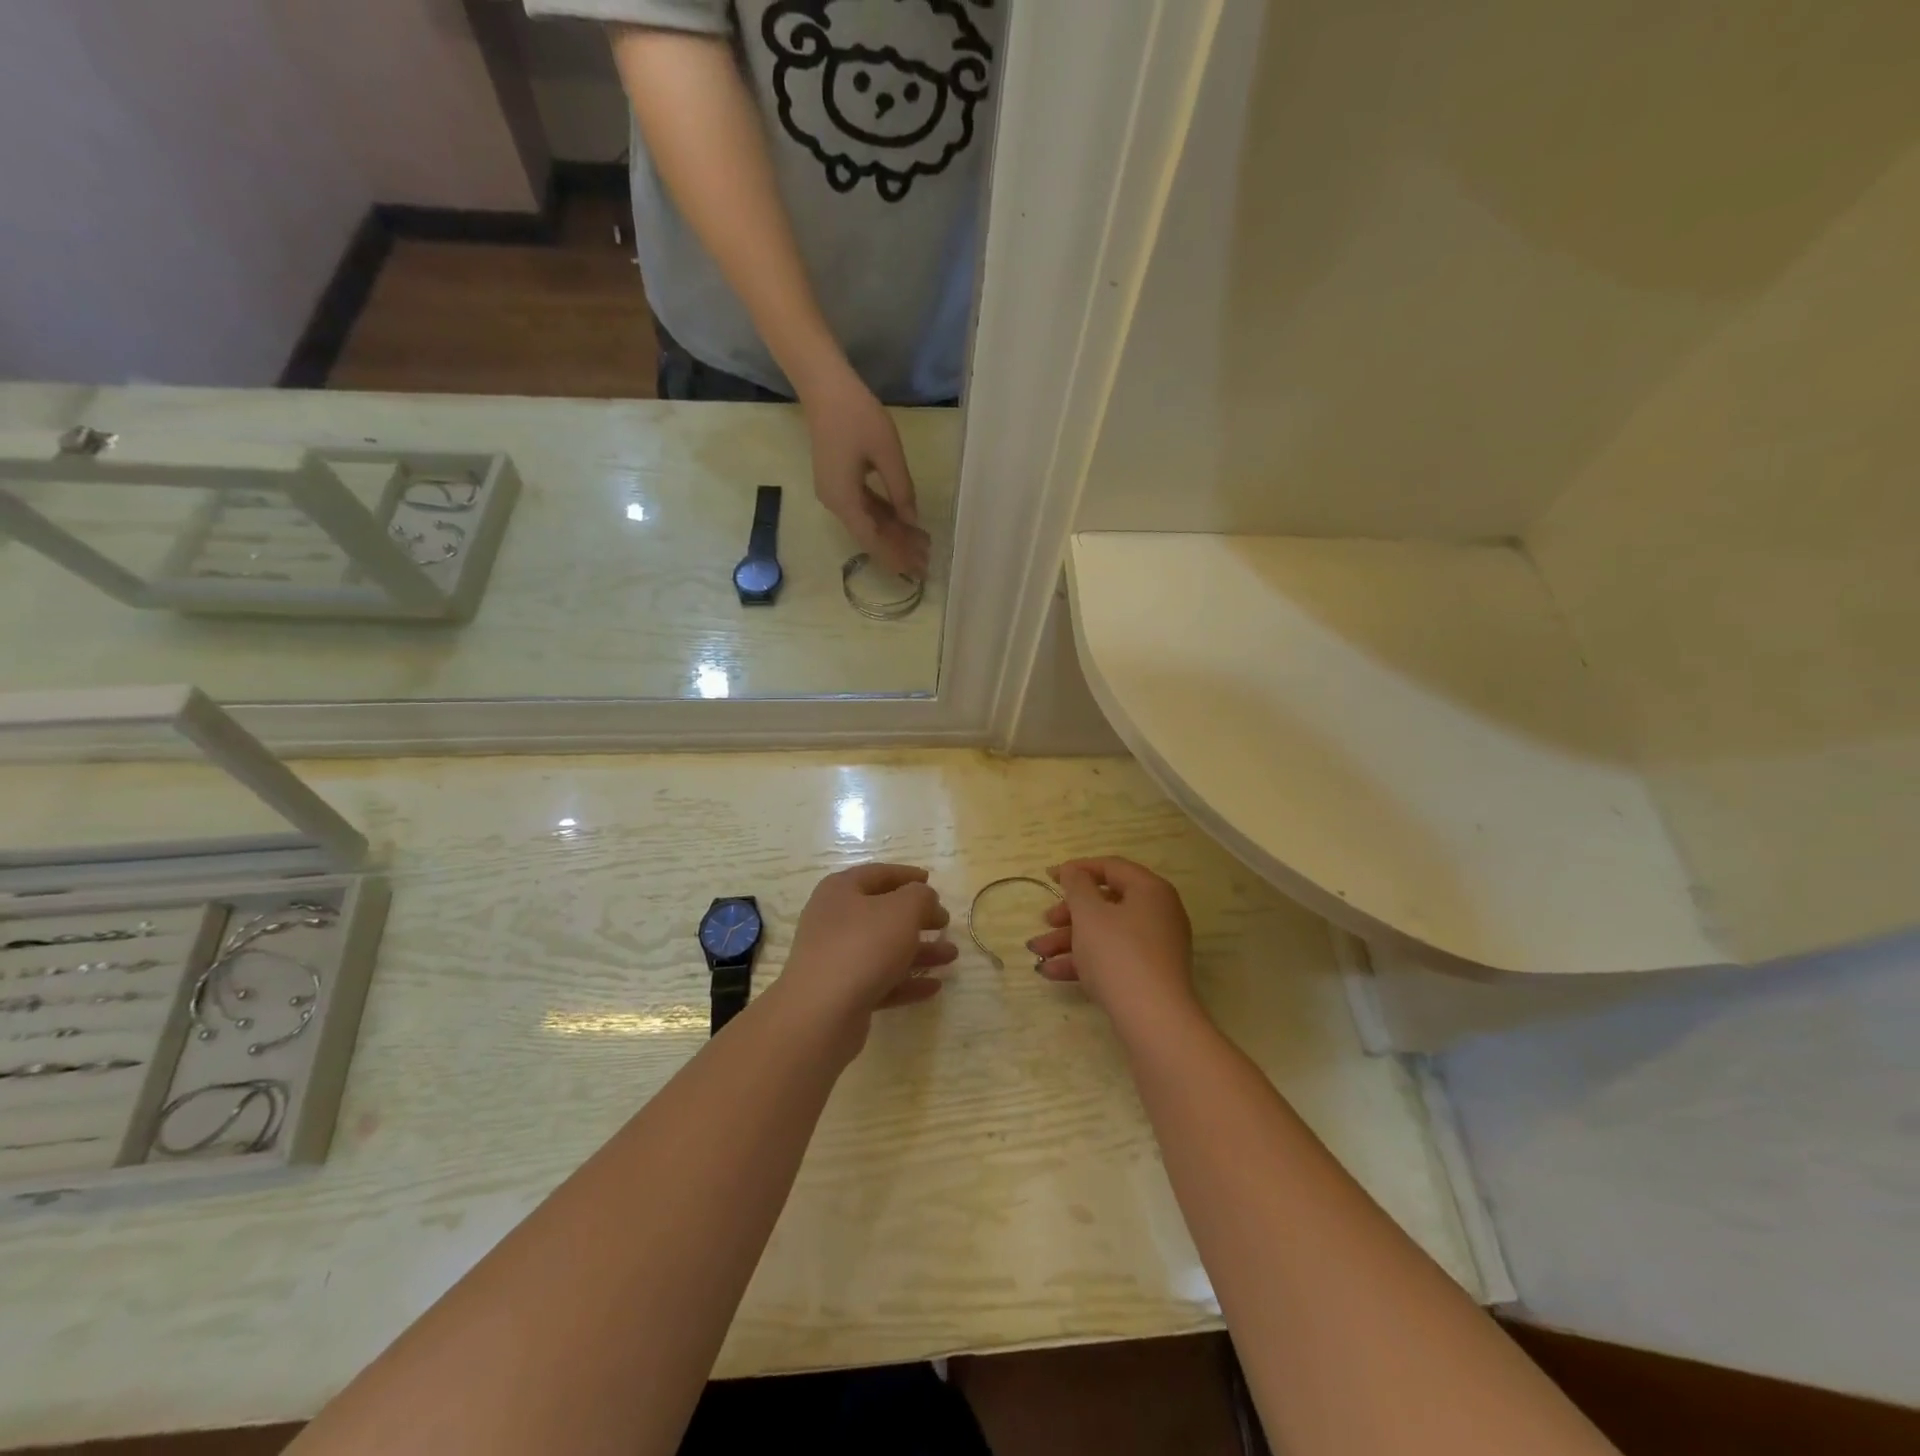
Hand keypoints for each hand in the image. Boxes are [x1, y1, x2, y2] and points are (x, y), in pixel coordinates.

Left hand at [777, 863, 955, 1048]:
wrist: (821, 1013)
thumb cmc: (863, 946)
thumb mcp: (902, 910)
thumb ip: (920, 897)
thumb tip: (923, 897)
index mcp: (841, 891)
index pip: (878, 874)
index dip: (906, 875)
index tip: (931, 881)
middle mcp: (834, 920)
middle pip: (882, 913)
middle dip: (917, 917)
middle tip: (945, 922)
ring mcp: (836, 958)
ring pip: (884, 949)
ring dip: (918, 951)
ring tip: (951, 956)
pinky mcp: (842, 993)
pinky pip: (880, 980)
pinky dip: (907, 981)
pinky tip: (934, 987)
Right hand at [800, 365, 930, 578]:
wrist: (825, 386)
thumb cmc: (857, 416)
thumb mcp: (887, 453)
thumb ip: (901, 490)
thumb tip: (912, 521)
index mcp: (844, 499)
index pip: (872, 540)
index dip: (895, 556)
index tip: (917, 571)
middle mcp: (836, 503)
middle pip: (870, 535)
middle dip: (898, 548)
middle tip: (927, 561)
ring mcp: (836, 492)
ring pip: (869, 522)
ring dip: (894, 533)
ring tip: (922, 544)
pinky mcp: (840, 481)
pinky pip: (864, 506)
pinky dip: (885, 516)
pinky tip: (905, 522)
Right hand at [1026, 858, 1198, 1029]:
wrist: (1153, 1020)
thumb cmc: (1118, 954)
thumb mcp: (1089, 913)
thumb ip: (1077, 885)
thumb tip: (1074, 870)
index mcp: (1150, 890)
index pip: (1111, 867)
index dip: (1077, 869)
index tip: (1048, 877)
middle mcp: (1158, 913)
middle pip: (1106, 903)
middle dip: (1069, 914)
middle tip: (1045, 921)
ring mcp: (1155, 946)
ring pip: (1105, 933)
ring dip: (1068, 940)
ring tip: (1036, 954)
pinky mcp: (1148, 975)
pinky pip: (1112, 957)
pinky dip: (1084, 961)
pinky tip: (1051, 972)